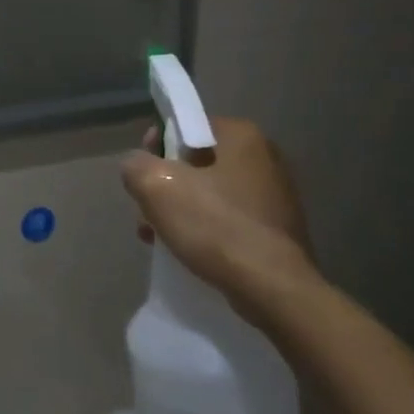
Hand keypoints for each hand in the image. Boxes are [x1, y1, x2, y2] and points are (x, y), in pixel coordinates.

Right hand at [122, 117, 321, 318]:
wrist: (273, 288)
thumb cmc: (215, 226)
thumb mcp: (156, 187)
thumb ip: (136, 165)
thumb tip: (137, 166)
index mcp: (242, 136)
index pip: (187, 125)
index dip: (156, 145)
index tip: (143, 173)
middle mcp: (265, 157)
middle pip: (196, 162)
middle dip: (167, 185)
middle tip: (147, 212)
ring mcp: (275, 195)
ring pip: (210, 193)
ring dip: (181, 210)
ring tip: (158, 237)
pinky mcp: (277, 229)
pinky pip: (228, 218)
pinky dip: (205, 229)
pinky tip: (186, 250)